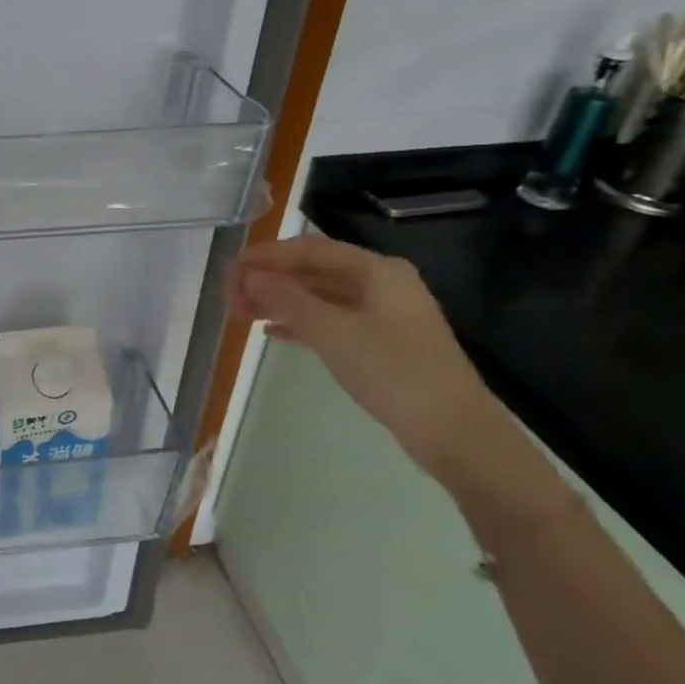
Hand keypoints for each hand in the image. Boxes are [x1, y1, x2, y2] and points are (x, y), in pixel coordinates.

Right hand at [227, 235, 498, 483]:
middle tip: (229, 299)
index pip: (308, 249)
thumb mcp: (332, 332)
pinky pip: (330, 321)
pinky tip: (272, 333)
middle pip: (313, 271)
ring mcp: (383, 315)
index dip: (265, 257)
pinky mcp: (382, 344)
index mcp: (376, 270)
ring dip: (279, 302)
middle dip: (268, 281)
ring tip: (241, 315)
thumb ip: (286, 299)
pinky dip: (300, 323)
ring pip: (319, 297)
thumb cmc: (393, 372)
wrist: (455, 434)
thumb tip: (248, 275)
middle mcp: (381, 284)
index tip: (229, 273)